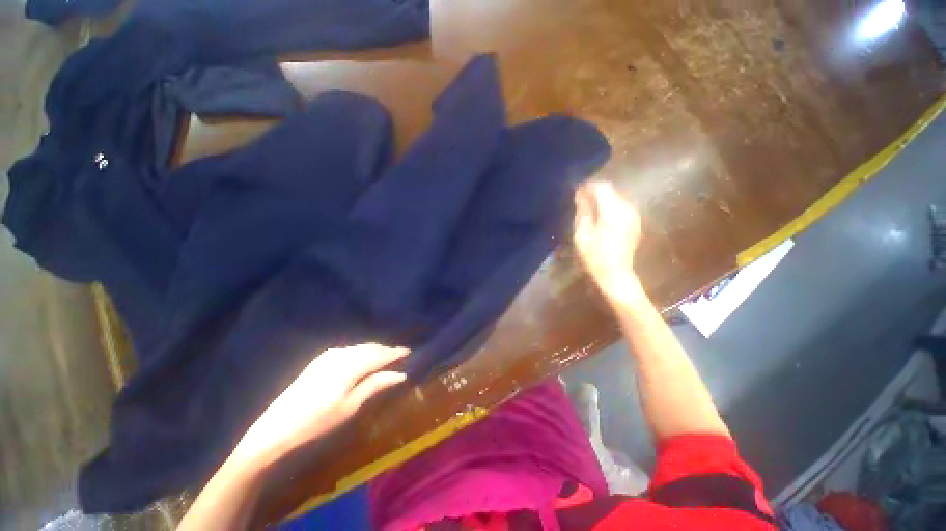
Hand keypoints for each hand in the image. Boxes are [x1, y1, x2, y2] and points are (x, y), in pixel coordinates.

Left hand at [232, 343, 408, 464]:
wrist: (275, 429)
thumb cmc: (317, 422)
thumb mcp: (350, 407)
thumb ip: (375, 385)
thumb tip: (399, 374)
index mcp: (349, 366)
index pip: (379, 355)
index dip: (395, 353)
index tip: (409, 351)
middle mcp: (340, 354)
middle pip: (369, 348)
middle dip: (386, 350)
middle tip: (400, 354)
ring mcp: (328, 355)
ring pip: (359, 348)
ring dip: (374, 350)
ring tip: (386, 356)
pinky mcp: (320, 360)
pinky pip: (348, 350)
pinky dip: (361, 352)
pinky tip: (364, 359)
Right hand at [574, 181, 643, 303]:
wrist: (616, 274)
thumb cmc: (595, 255)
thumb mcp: (582, 234)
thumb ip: (583, 211)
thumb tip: (581, 195)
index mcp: (612, 210)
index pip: (602, 188)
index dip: (588, 187)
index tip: (577, 193)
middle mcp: (626, 209)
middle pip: (611, 192)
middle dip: (595, 194)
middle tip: (581, 203)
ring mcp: (633, 216)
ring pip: (616, 200)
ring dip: (603, 202)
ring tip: (589, 213)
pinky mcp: (635, 223)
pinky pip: (621, 209)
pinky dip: (610, 209)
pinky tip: (601, 221)